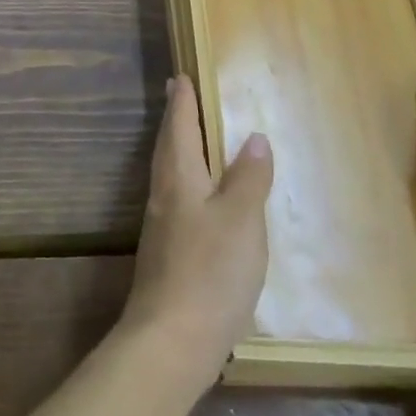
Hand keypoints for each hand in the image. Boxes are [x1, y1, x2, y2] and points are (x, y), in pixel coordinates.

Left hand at [118, 77, 272, 391]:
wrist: (171, 339)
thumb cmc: (210, 271)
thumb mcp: (241, 220)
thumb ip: (249, 178)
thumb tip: (254, 137)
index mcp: (179, 178)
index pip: (178, 127)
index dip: (181, 101)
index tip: (179, 76)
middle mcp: (163, 195)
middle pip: (167, 146)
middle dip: (175, 119)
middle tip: (178, 95)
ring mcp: (161, 226)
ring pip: (169, 172)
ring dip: (178, 148)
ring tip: (190, 137)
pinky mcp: (166, 253)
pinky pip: (175, 198)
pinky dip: (186, 181)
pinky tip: (198, 197)